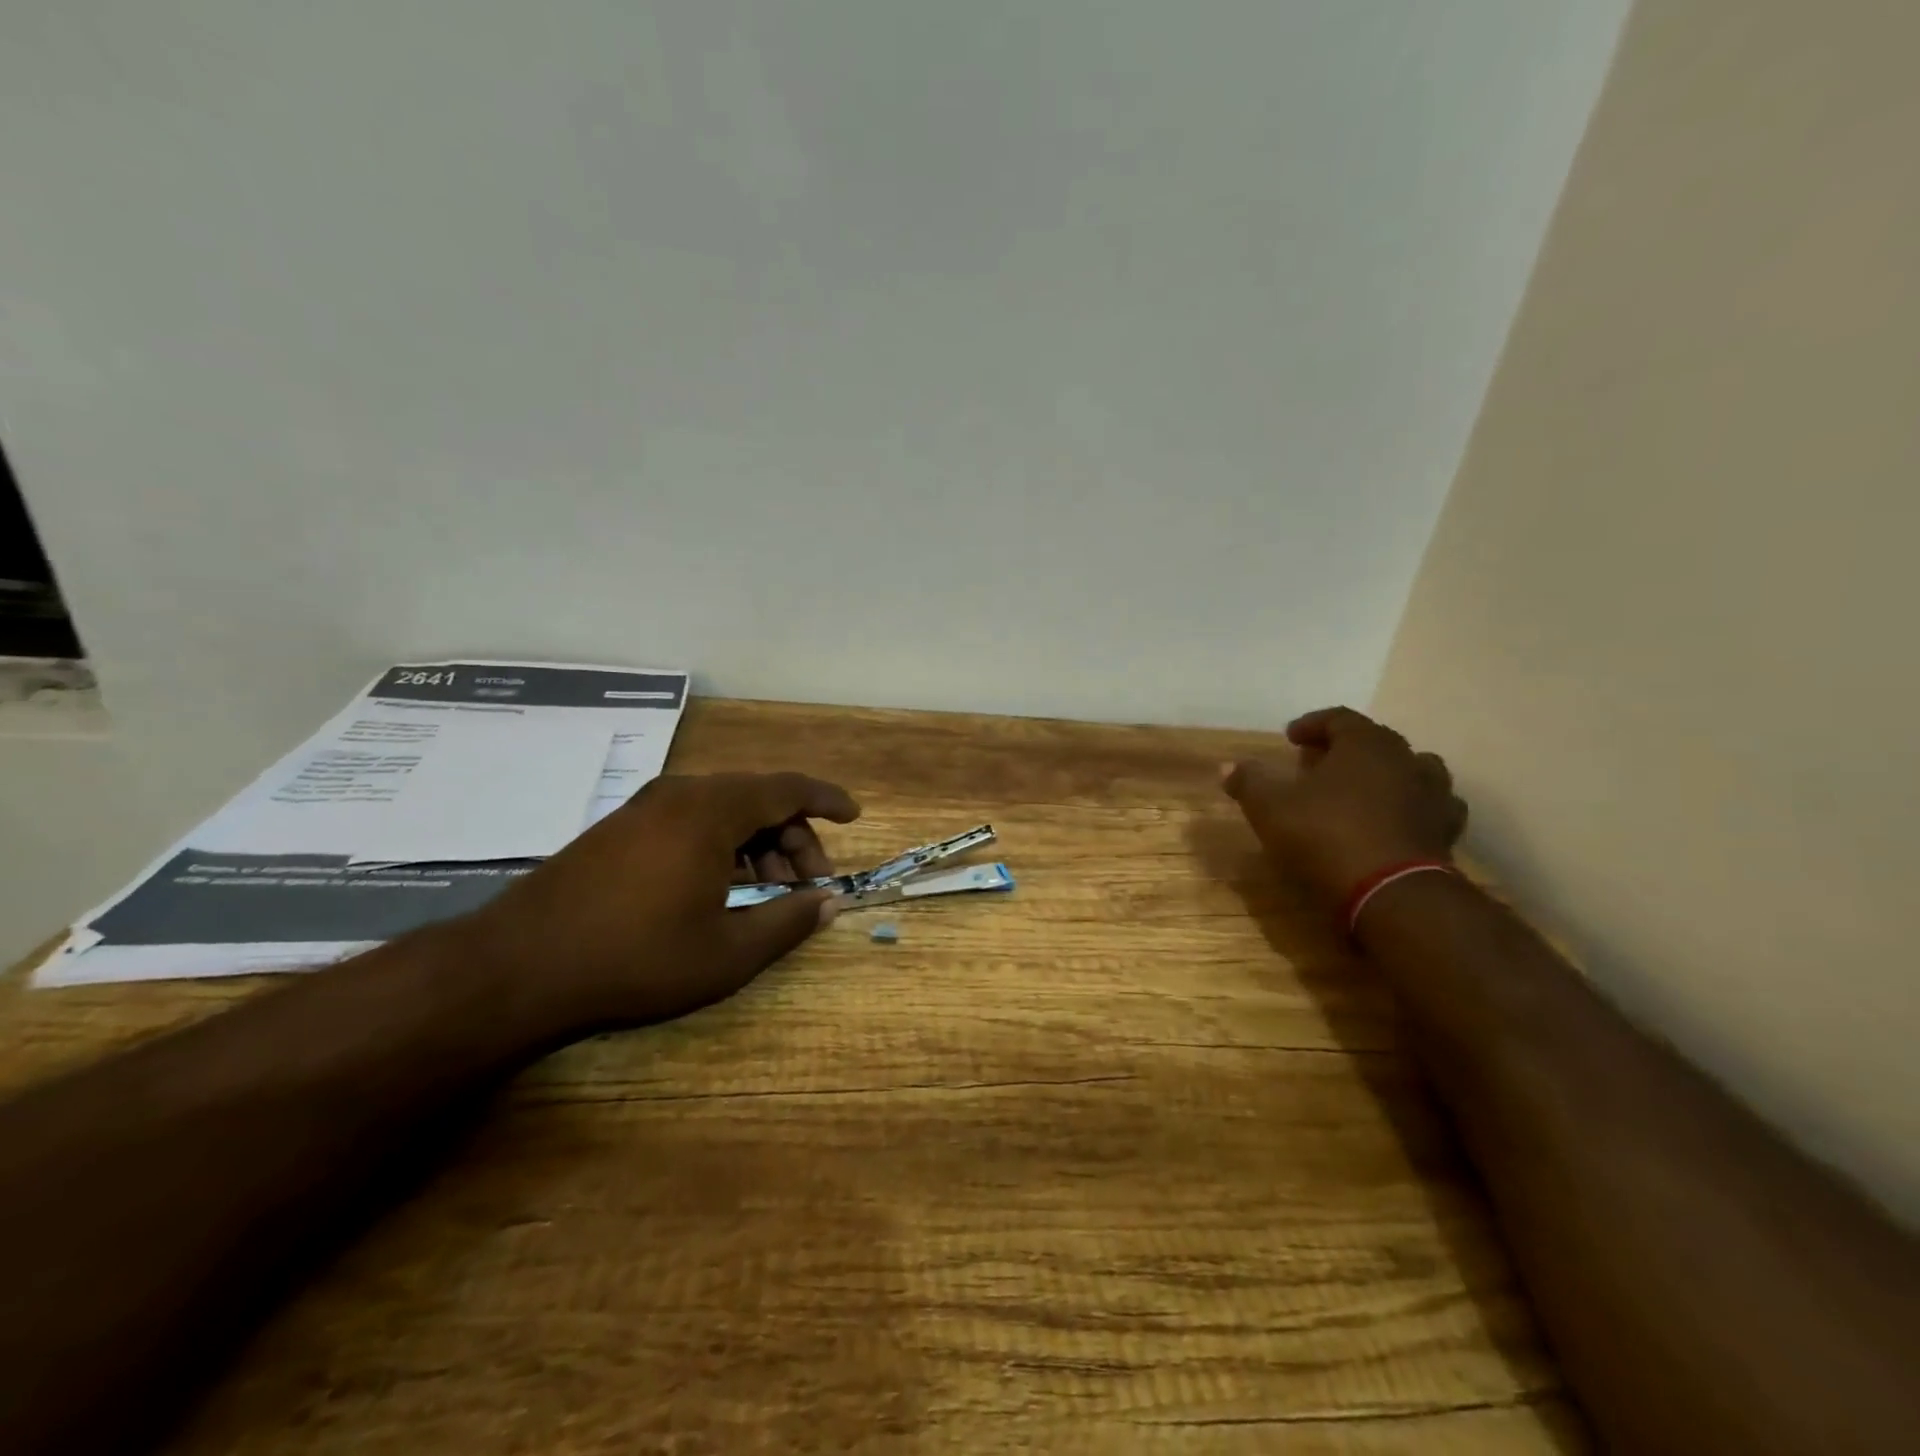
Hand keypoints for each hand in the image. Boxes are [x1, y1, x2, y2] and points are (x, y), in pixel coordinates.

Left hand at [456, 772, 860, 1031]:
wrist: (515, 968)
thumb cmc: (635, 959)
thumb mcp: (726, 953)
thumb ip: (787, 922)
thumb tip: (830, 904)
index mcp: (711, 810)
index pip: (787, 788)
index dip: (827, 800)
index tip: (854, 816)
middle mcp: (680, 794)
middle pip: (758, 799)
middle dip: (794, 837)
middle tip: (808, 884)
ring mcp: (644, 808)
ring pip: (723, 810)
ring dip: (758, 843)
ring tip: (767, 891)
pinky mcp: (619, 828)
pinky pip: (690, 820)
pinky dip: (722, 845)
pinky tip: (720, 887)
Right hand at [1222, 707, 1466, 904]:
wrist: (1392, 894)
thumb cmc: (1326, 836)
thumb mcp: (1271, 807)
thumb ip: (1249, 782)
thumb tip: (1228, 766)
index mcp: (1366, 744)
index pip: (1339, 718)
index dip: (1312, 724)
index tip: (1291, 738)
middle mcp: (1406, 760)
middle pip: (1376, 741)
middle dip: (1345, 749)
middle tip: (1319, 764)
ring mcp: (1434, 796)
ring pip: (1411, 771)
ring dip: (1385, 775)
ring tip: (1361, 791)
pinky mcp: (1446, 833)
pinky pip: (1428, 808)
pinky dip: (1409, 808)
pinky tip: (1392, 822)